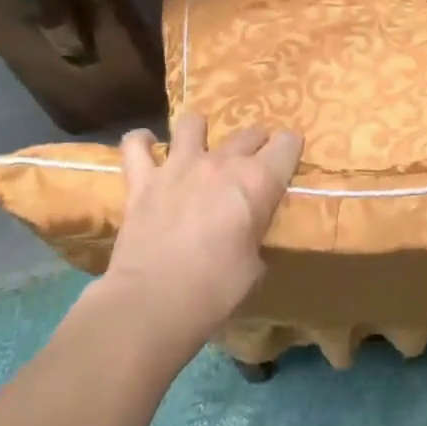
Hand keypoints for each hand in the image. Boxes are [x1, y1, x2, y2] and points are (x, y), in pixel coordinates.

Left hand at [97, 113, 302, 359]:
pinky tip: (146, 148)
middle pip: (248, 133)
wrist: (153, 302)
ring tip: (200, 145)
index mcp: (257, 182)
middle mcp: (221, 163)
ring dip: (200, 131)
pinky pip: (135, 145)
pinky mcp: (142, 180)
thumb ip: (255, 235)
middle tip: (253, 164)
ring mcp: (178, 166)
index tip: (289, 161)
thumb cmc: (216, 289)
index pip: (288, 144)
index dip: (291, 149)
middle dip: (256, 144)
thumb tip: (248, 233)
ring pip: (192, 123)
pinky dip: (141, 143)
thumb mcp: (255, 266)